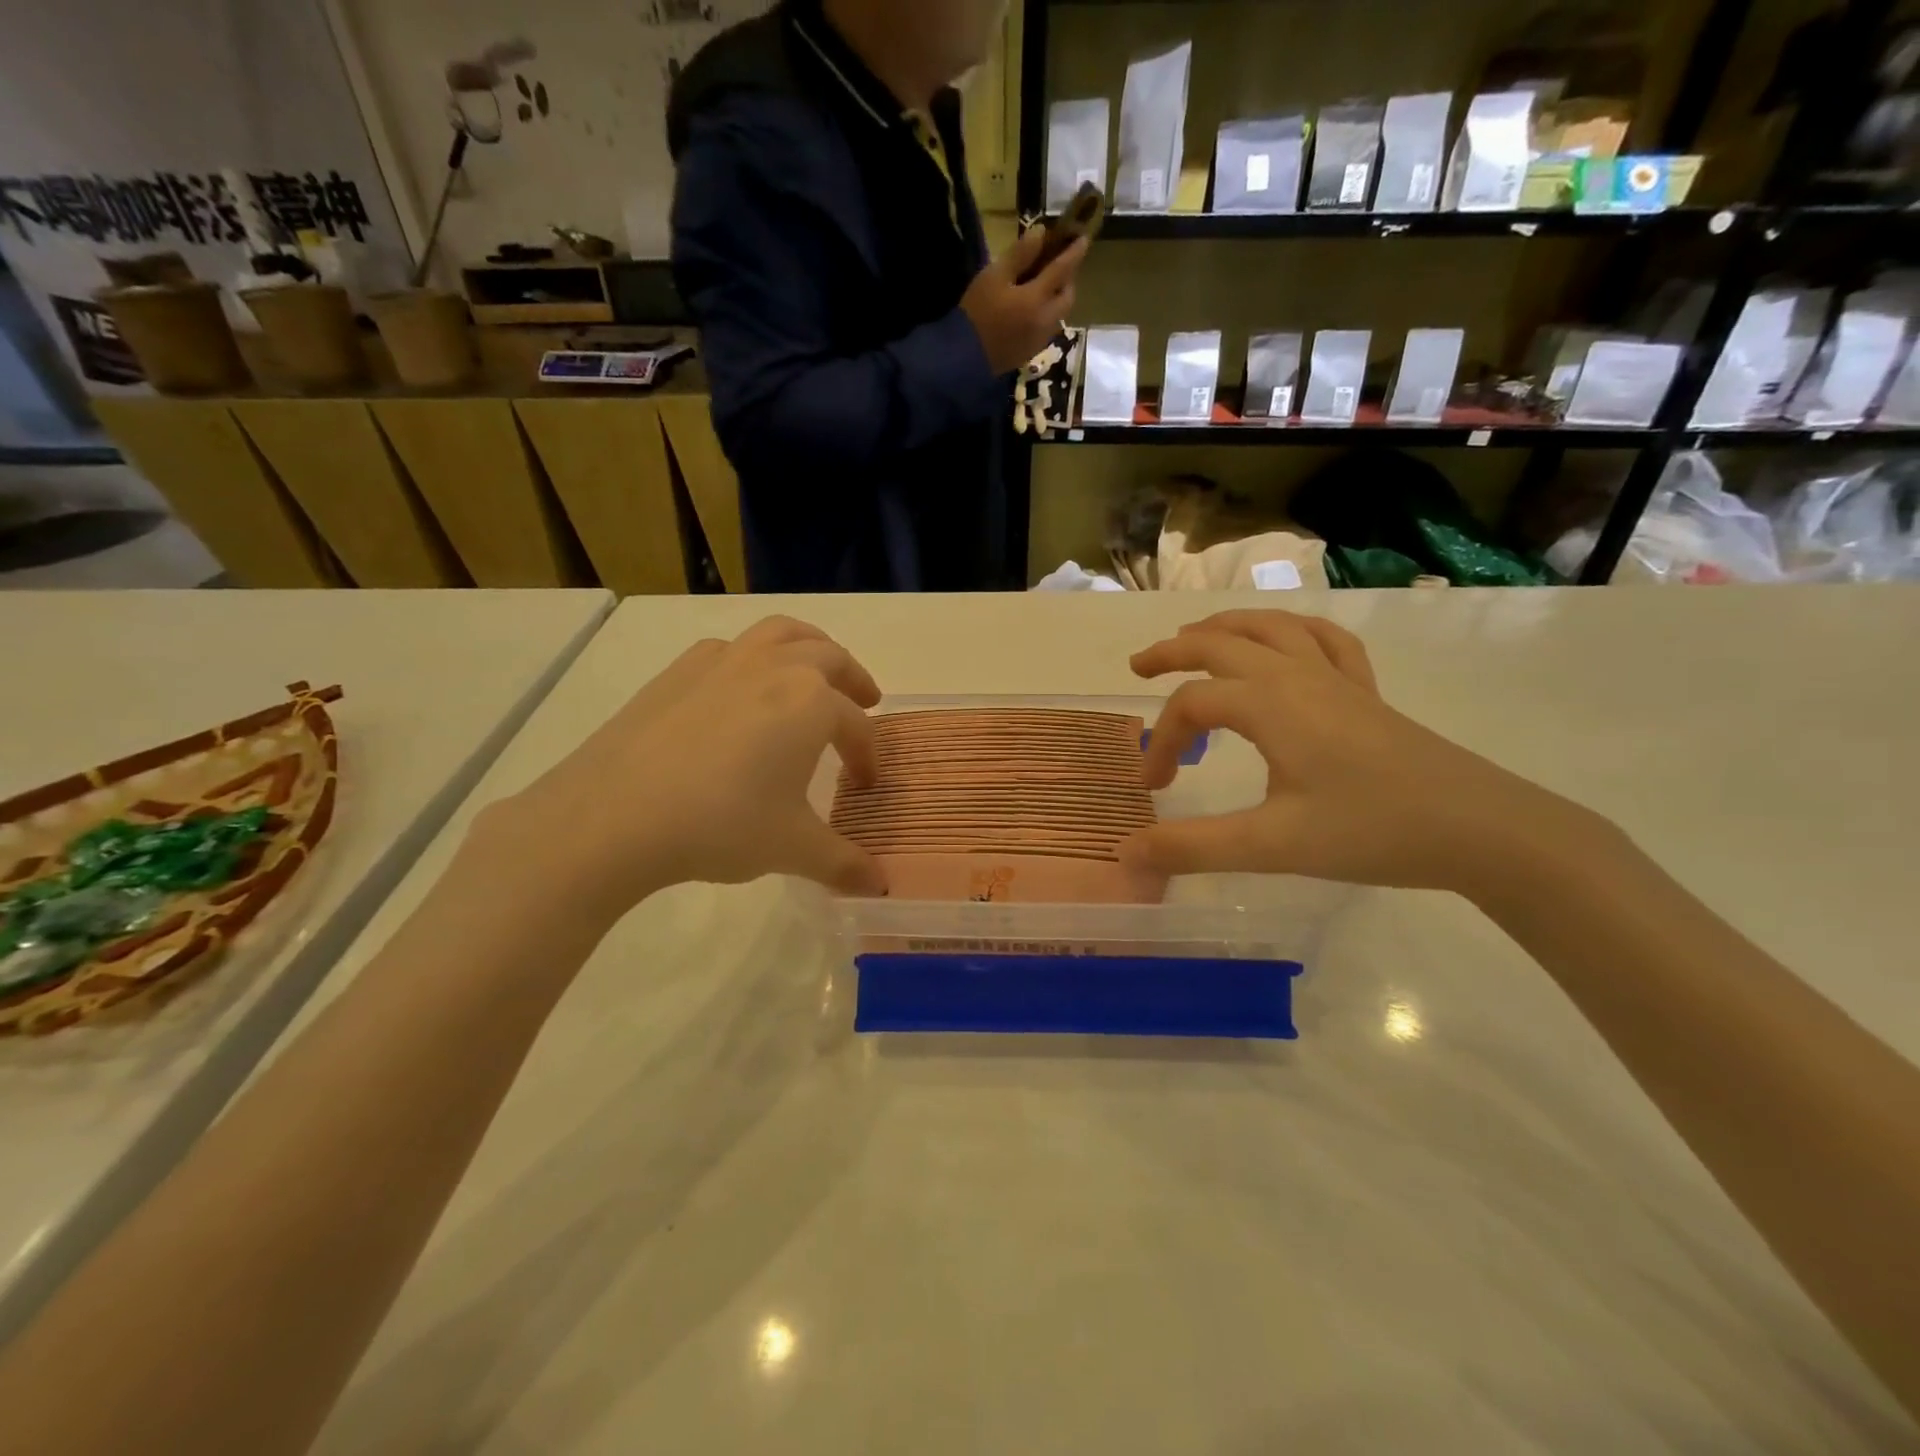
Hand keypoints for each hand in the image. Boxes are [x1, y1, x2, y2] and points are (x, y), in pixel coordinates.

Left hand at [495, 617, 885, 916]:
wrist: (615, 816)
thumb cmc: (721, 825)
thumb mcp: (792, 848)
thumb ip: (843, 863)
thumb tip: (880, 886)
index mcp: (812, 703)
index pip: (856, 727)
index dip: (868, 756)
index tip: (865, 784)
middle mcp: (775, 668)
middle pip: (830, 659)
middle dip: (854, 681)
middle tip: (866, 702)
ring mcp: (724, 662)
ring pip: (781, 634)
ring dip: (810, 648)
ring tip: (815, 671)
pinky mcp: (679, 670)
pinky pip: (731, 649)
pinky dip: (753, 658)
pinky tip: (742, 691)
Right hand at [961, 227, 1088, 374]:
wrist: (965, 358)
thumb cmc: (977, 312)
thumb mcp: (994, 276)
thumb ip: (1020, 255)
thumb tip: (1041, 233)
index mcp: (1037, 298)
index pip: (1063, 270)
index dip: (1074, 252)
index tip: (1084, 238)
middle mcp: (1045, 320)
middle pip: (1068, 297)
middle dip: (1068, 280)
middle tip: (1058, 267)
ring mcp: (1039, 339)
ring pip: (1059, 315)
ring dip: (1058, 299)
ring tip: (1044, 289)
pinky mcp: (1031, 353)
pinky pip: (1048, 330)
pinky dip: (1047, 315)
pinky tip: (1033, 312)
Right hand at [1123, 611, 1593, 893]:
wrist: (1481, 830)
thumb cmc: (1372, 831)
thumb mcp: (1271, 846)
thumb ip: (1193, 846)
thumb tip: (1127, 852)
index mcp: (1269, 704)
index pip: (1191, 706)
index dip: (1160, 741)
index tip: (1154, 789)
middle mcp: (1297, 676)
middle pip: (1221, 644)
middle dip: (1174, 651)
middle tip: (1139, 666)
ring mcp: (1337, 679)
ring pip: (1272, 627)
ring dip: (1226, 627)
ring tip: (1197, 636)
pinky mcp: (1367, 693)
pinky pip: (1325, 641)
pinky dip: (1294, 631)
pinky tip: (1288, 643)